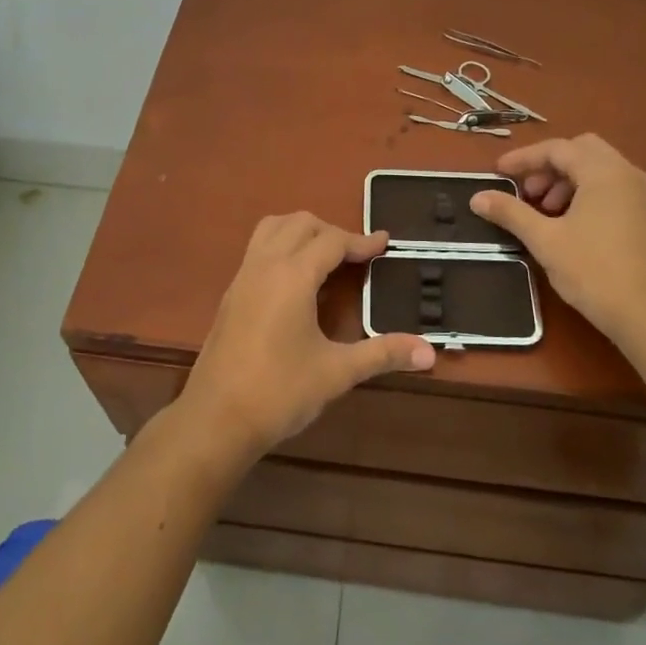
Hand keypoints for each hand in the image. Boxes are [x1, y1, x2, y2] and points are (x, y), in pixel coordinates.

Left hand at [179, 213, 435, 460]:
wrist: (216, 420)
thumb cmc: (279, 392)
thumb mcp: (337, 372)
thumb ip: (383, 354)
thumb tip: (430, 352)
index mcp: (292, 275)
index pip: (332, 241)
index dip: (361, 241)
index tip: (385, 244)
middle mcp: (265, 265)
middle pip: (300, 224)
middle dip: (332, 232)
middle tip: (358, 256)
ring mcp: (242, 277)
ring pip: (272, 229)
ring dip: (302, 232)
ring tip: (326, 258)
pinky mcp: (231, 294)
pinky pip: (258, 250)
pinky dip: (281, 247)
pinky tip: (297, 283)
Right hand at [468, 134, 645, 351]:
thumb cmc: (593, 271)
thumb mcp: (544, 240)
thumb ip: (510, 213)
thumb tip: (477, 197)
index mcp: (604, 172)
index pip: (558, 149)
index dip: (524, 158)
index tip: (498, 173)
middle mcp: (628, 174)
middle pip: (582, 151)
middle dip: (549, 166)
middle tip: (528, 192)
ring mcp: (644, 194)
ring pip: (599, 169)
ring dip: (568, 180)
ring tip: (546, 212)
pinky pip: (613, 187)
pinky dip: (587, 192)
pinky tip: (571, 224)